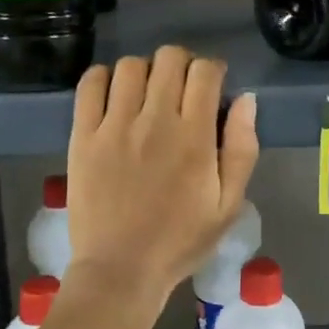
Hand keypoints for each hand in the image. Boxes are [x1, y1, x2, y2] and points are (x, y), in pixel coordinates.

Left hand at [66, 47, 259, 299]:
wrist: (120, 270)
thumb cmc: (180, 241)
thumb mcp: (228, 205)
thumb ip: (242, 150)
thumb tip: (246, 100)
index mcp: (194, 138)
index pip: (204, 73)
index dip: (213, 70)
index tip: (213, 86)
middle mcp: (154, 121)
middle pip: (169, 59)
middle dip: (183, 64)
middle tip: (183, 89)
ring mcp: (113, 126)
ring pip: (130, 66)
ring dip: (146, 70)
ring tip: (148, 93)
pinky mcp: (83, 136)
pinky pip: (90, 84)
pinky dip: (104, 77)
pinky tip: (114, 95)